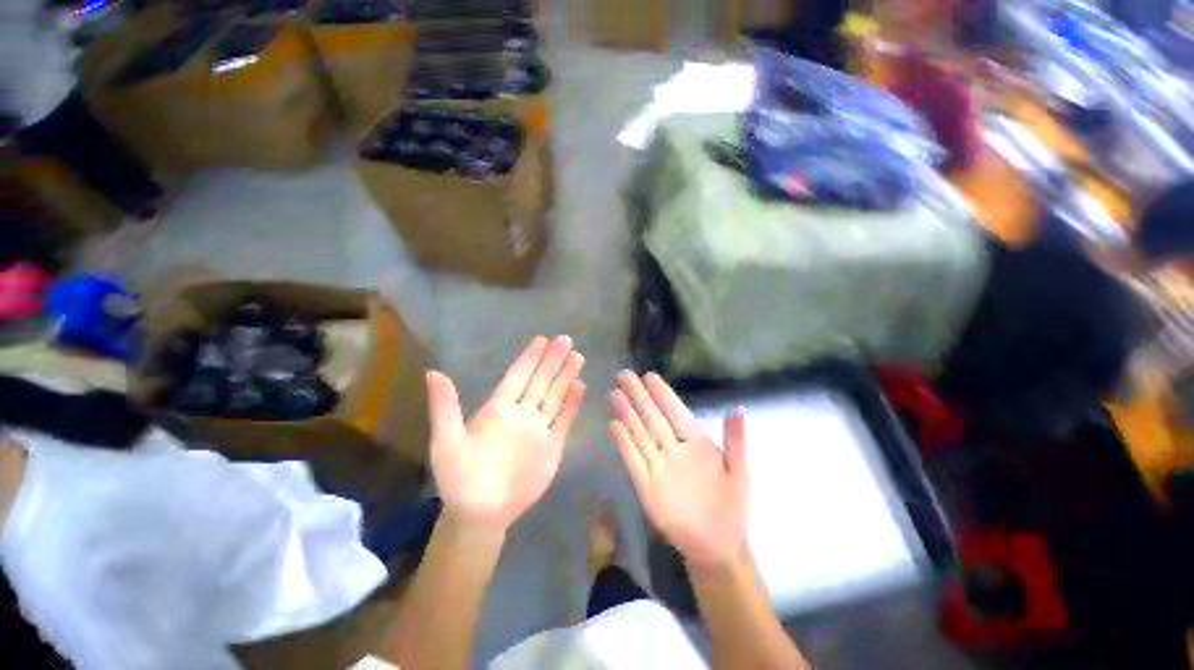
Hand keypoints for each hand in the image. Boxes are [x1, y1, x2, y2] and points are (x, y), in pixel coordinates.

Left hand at [426, 336, 585, 533]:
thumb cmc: (459, 477)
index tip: (542, 339)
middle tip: (565, 339)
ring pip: (555, 395)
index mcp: (498, 408)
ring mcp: (538, 428)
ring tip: (577, 356)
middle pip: (540, 380)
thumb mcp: (447, 441)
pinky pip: (564, 419)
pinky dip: (572, 404)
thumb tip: (433, 371)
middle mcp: (521, 412)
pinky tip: (580, 386)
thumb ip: (445, 406)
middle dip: (552, 360)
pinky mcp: (552, 445)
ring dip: (566, 376)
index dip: (529, 358)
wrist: (482, 513)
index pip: (517, 375)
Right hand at [610, 372, 748, 571]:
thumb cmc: (730, 505)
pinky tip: (614, 425)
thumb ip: (736, 440)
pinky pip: (633, 459)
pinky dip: (624, 442)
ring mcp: (658, 464)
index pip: (675, 411)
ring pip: (640, 433)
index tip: (649, 375)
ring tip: (614, 394)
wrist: (716, 545)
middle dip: (638, 396)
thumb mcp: (739, 471)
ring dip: (627, 414)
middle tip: (624, 375)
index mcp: (695, 442)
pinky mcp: (646, 484)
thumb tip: (737, 407)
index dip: (662, 393)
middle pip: (652, 417)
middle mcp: (673, 448)